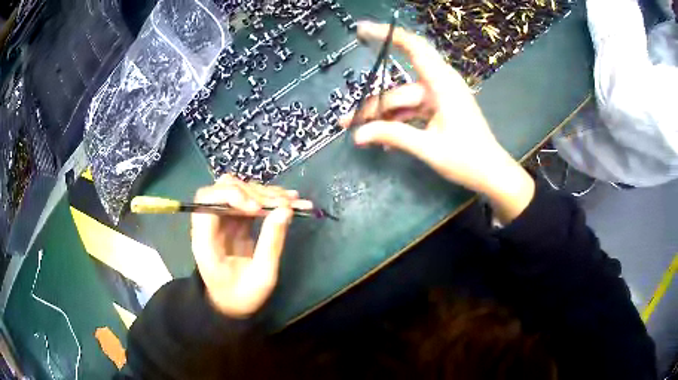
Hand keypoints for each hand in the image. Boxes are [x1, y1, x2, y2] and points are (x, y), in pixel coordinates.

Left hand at [190, 175, 311, 317]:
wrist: (233, 306)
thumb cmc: (242, 296)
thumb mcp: (261, 276)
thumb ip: (271, 243)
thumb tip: (285, 210)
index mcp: (205, 240)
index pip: (206, 201)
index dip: (231, 195)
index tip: (257, 208)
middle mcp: (210, 225)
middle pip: (223, 189)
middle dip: (254, 192)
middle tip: (282, 204)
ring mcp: (223, 221)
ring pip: (238, 190)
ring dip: (264, 192)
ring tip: (291, 201)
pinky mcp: (235, 222)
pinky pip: (250, 201)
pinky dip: (269, 198)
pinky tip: (289, 201)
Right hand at [344, 21, 533, 222]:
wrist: (491, 174)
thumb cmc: (467, 159)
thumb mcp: (428, 148)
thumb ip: (393, 136)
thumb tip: (358, 135)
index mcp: (442, 84)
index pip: (413, 47)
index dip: (387, 35)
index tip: (361, 30)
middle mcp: (440, 85)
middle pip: (399, 89)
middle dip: (374, 104)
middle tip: (347, 121)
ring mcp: (439, 98)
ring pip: (403, 102)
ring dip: (383, 117)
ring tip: (361, 135)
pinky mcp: (439, 109)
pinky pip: (412, 111)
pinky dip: (398, 123)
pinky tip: (383, 139)